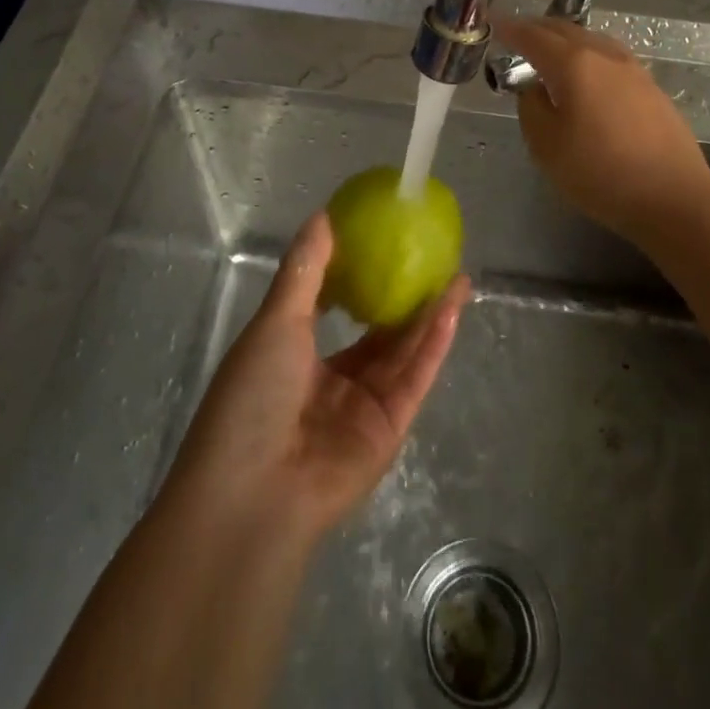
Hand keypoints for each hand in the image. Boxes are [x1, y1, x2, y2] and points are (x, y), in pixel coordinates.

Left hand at [164, 211, 470, 543]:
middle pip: (379, 333)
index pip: (334, 311)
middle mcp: (333, 382)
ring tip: (456, 275)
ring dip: (430, 315)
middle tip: (432, 259)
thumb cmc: (253, 396)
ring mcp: (363, 407)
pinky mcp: (390, 429)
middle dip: (405, 297)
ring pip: (404, 351)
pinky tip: (451, 308)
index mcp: (296, 357)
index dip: (359, 279)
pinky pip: (416, 377)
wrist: (254, 493)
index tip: (384, 244)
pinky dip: (434, 343)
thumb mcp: (275, 322)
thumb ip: (305, 270)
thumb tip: (323, 215)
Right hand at [496, 15, 709, 240]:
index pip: (533, 36)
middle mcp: (604, 55)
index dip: (510, 29)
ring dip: (565, 40)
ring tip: (548, 52)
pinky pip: (609, 57)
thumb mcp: (546, 146)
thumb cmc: (600, 173)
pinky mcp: (650, 86)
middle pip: (565, 30)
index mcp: (574, 64)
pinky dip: (587, 55)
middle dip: (537, 29)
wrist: (673, 197)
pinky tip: (585, 74)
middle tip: (516, 35)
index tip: (493, 23)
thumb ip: (531, 107)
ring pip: (590, 40)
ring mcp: (633, 69)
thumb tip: (534, 87)